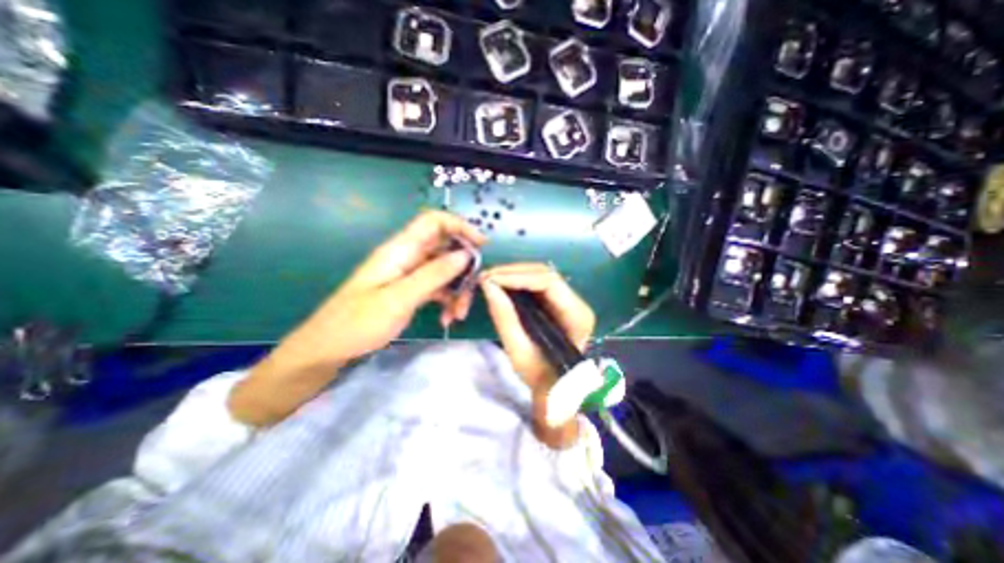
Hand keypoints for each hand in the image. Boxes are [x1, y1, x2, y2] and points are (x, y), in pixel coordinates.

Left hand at [233, 212, 487, 426]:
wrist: (327, 349)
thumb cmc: (357, 323)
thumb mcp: (399, 298)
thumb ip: (434, 274)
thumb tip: (465, 254)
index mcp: (400, 250)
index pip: (434, 222)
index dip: (460, 226)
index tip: (481, 245)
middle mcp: (407, 257)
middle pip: (445, 249)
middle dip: (463, 270)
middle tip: (470, 295)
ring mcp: (409, 274)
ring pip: (444, 271)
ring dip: (457, 290)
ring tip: (458, 315)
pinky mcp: (409, 290)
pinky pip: (437, 287)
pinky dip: (446, 300)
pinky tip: (447, 319)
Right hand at [480, 262, 593, 447]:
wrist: (555, 391)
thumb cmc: (540, 378)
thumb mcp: (518, 352)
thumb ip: (504, 317)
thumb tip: (487, 285)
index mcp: (577, 316)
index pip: (549, 282)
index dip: (518, 276)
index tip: (490, 279)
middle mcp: (578, 303)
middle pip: (545, 274)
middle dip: (513, 272)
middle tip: (486, 277)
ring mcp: (569, 300)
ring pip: (540, 275)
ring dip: (514, 274)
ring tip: (490, 280)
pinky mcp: (558, 302)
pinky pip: (536, 284)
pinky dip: (517, 282)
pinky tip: (501, 285)